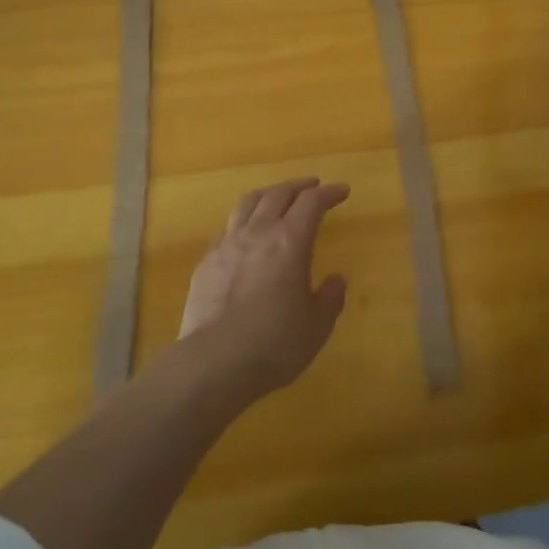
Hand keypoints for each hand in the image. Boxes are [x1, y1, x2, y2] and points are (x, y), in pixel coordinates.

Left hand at [179, 177, 350, 398]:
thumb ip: (329, 298)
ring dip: (268, 194)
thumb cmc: (274, 344)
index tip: (342, 191)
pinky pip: (228, 228)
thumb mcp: (316, 326)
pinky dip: (244, 222)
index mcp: (290, 242)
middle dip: (299, 186)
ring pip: (248, 203)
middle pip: (278, 193)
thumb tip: (336, 280)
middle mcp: (258, 233)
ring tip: (277, 197)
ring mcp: (228, 245)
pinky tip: (246, 236)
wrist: (213, 362)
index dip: (329, 193)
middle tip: (312, 187)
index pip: (312, 203)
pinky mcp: (206, 262)